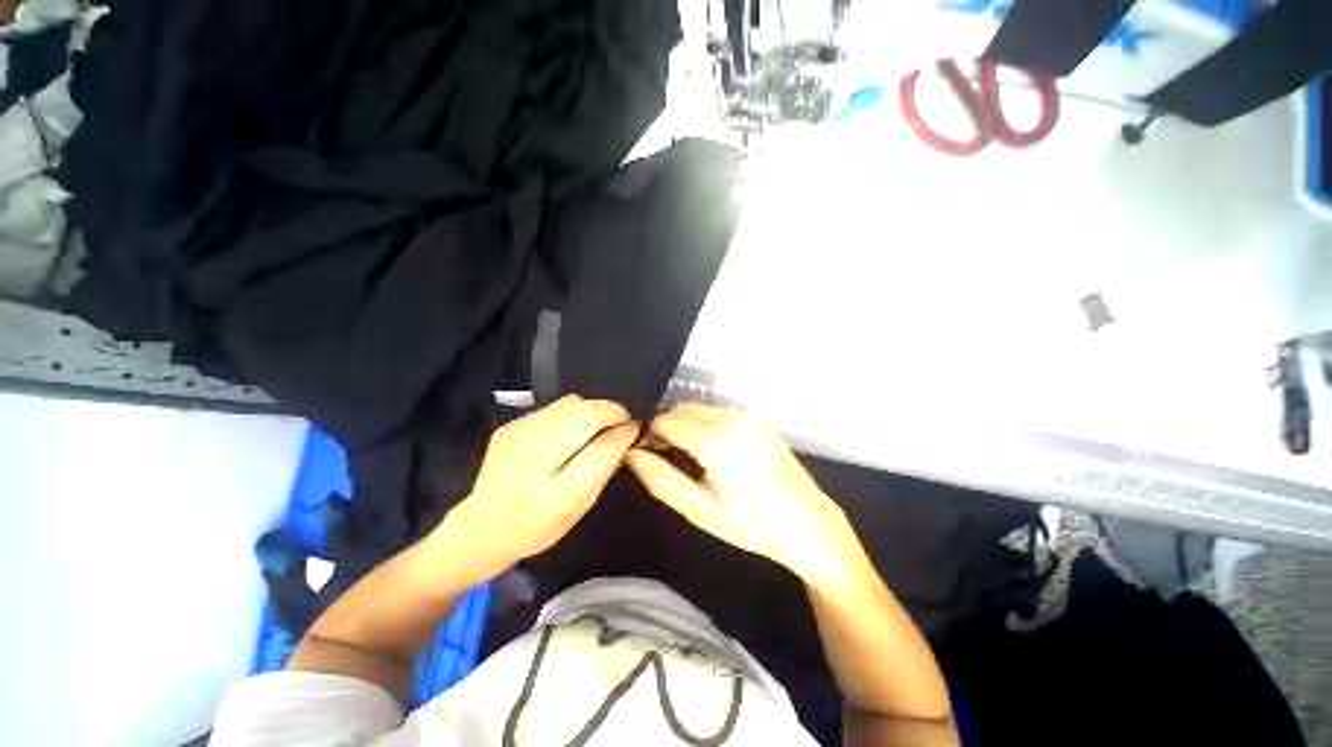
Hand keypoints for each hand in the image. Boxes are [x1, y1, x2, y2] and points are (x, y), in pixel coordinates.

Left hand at [437, 395, 637, 580]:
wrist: (483, 525)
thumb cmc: (539, 525)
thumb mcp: (579, 508)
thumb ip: (604, 470)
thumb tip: (625, 436)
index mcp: (557, 494)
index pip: (601, 449)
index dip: (623, 432)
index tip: (634, 427)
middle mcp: (534, 460)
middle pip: (583, 415)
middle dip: (610, 411)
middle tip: (620, 420)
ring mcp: (518, 437)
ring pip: (569, 403)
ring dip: (591, 410)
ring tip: (596, 424)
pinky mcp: (510, 426)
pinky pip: (553, 407)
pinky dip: (571, 414)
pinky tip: (569, 430)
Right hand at [625, 404, 860, 589]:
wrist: (807, 523)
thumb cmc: (751, 524)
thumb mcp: (700, 509)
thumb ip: (661, 480)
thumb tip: (631, 455)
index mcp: (715, 440)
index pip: (666, 421)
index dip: (652, 436)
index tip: (649, 455)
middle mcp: (732, 417)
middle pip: (683, 409)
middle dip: (668, 427)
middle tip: (667, 457)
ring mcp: (748, 415)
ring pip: (701, 408)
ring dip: (687, 424)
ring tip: (690, 456)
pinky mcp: (758, 418)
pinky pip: (720, 412)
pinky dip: (706, 424)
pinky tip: (714, 451)